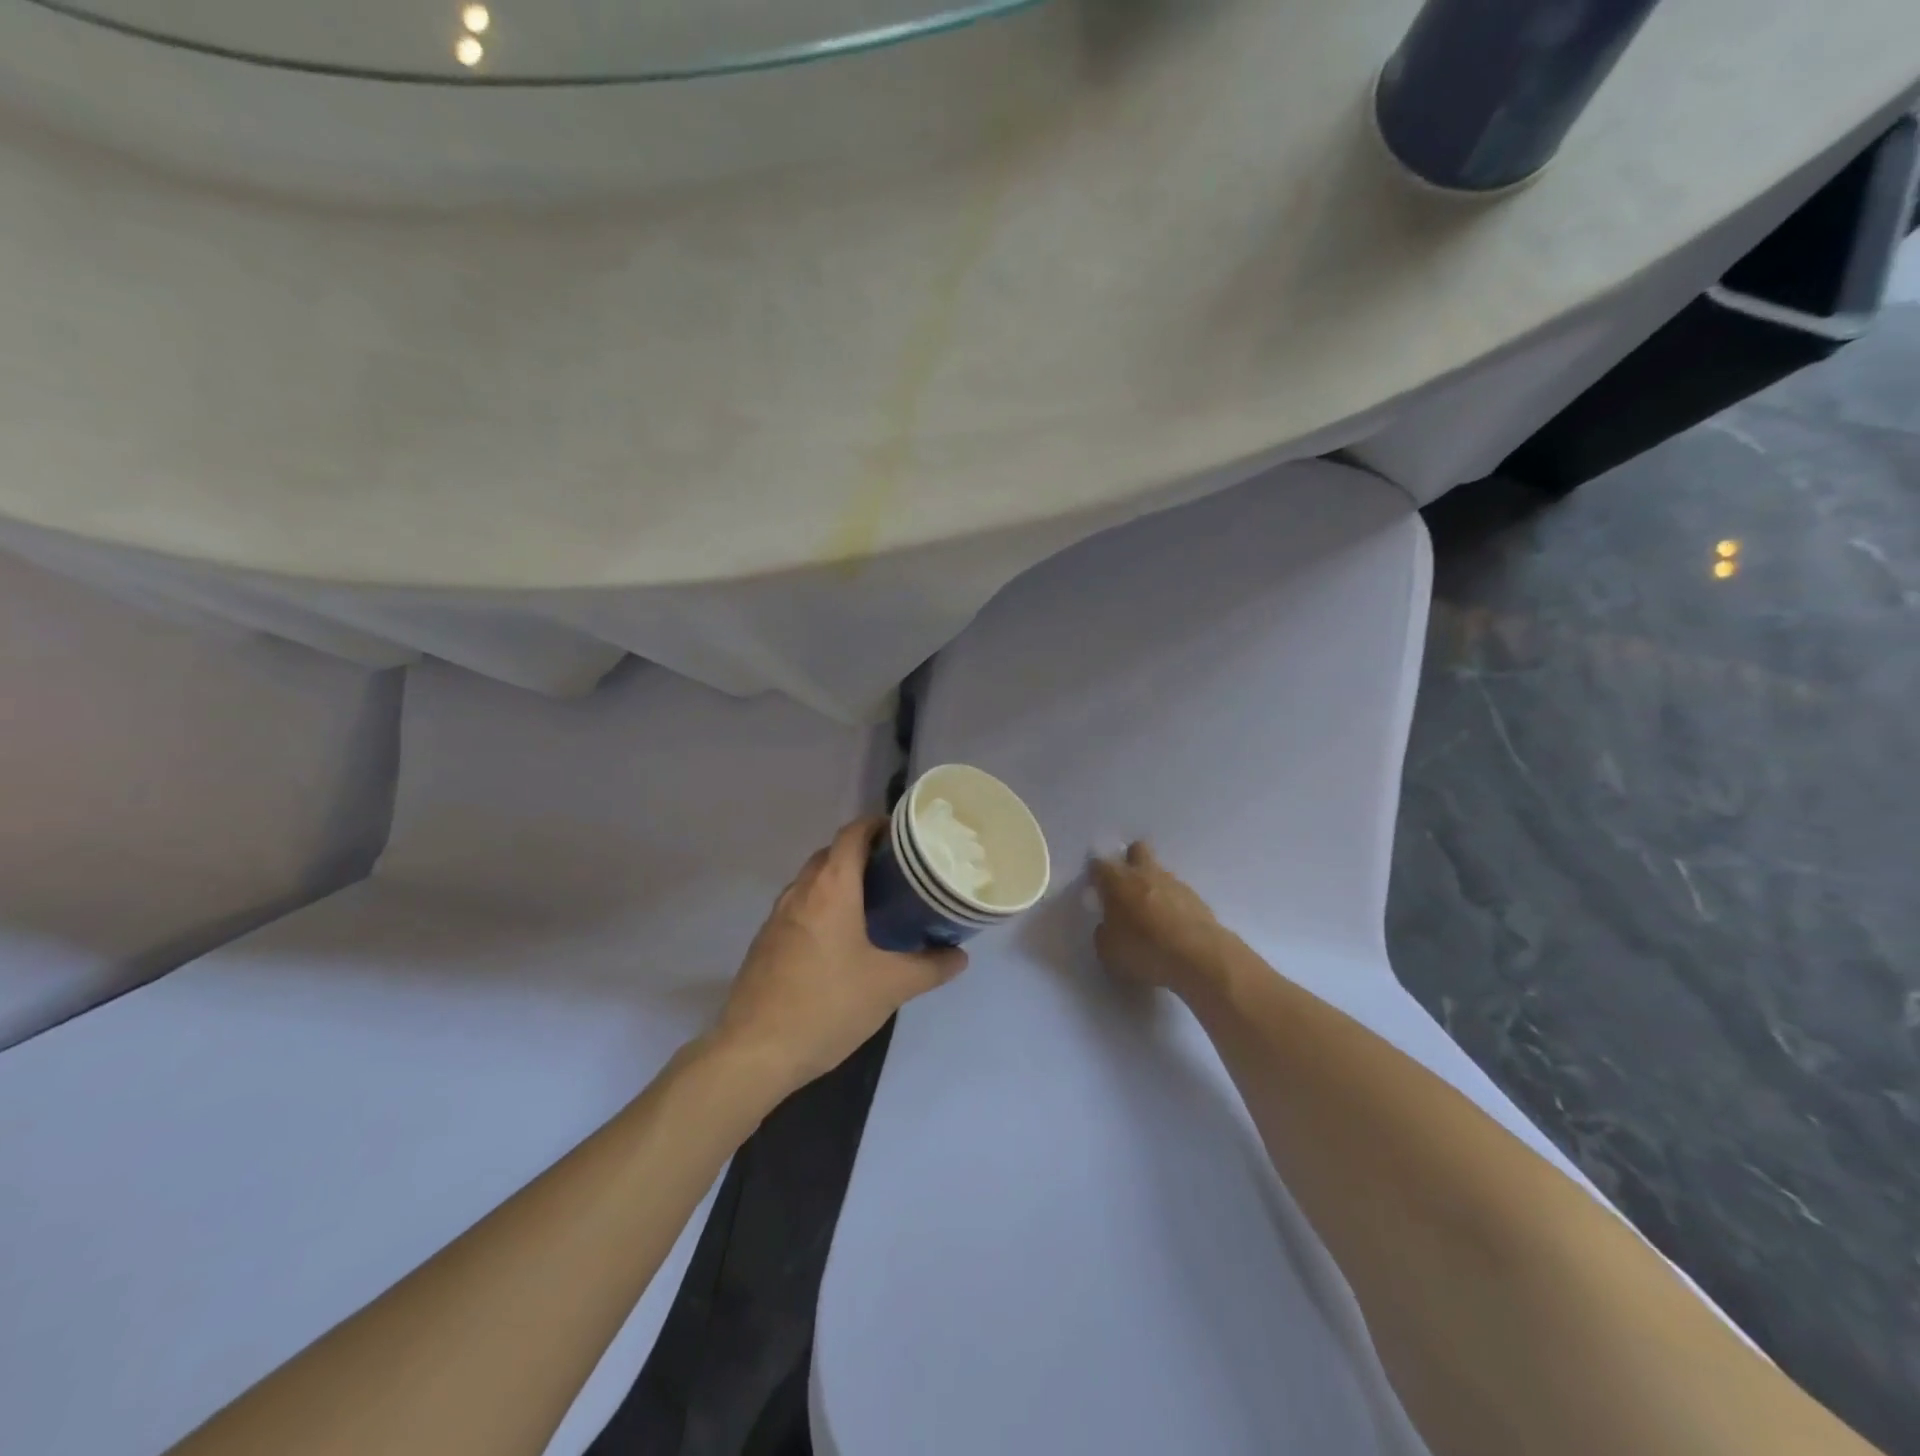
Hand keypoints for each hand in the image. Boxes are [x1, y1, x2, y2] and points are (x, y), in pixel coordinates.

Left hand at [713, 817, 966, 1095]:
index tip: (905, 837)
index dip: (878, 826)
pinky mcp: (766, 942)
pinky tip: (841, 940)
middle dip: (863, 855)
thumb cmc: (828, 1005)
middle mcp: (800, 891)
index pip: (852, 833)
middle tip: (898, 873)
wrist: (755, 1051)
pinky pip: (799, 908)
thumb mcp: (890, 987)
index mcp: (831, 888)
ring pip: (812, 881)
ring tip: (875, 904)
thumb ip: (930, 967)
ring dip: (840, 882)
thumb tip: (960, 956)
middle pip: (832, 854)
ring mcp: (777, 916)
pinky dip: (822, 907)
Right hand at [1090, 842, 1234, 1000]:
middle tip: (1126, 887)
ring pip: (1160, 872)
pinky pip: (1178, 894)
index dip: (1096, 874)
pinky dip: (1173, 905)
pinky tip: (1173, 927)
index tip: (1096, 888)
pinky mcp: (1197, 898)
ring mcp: (1174, 884)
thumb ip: (1104, 933)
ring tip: (1152, 915)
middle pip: (1137, 850)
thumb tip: (1108, 926)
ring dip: (1153, 885)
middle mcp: (1145, 874)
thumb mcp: (1108, 952)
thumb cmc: (1144, 950)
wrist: (1199, 957)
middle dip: (1130, 860)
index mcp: (1117, 882)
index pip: (1100, 865)